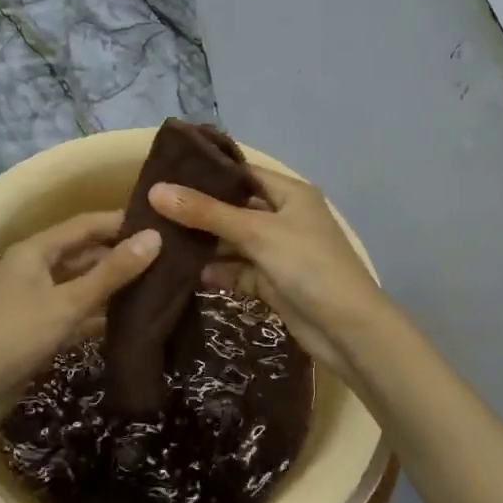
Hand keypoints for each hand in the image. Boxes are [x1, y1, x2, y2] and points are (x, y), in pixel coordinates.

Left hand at [0, 212, 161, 418]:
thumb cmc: (15, 336)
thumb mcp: (68, 303)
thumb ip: (112, 272)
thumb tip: (155, 238)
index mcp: (36, 250)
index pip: (86, 225)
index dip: (121, 223)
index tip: (161, 225)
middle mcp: (34, 268)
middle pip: (84, 253)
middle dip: (121, 255)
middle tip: (167, 259)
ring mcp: (34, 300)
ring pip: (81, 284)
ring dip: (113, 286)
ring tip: (158, 286)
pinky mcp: (37, 329)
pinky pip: (75, 312)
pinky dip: (99, 314)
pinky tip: (131, 320)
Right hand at [148, 168, 389, 373]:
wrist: (348, 330)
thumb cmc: (308, 266)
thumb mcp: (256, 232)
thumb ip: (206, 213)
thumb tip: (156, 190)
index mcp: (290, 194)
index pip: (243, 173)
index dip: (207, 173)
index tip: (165, 174)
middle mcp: (285, 217)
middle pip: (236, 208)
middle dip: (200, 212)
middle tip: (153, 210)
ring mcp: (280, 252)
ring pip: (235, 242)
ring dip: (206, 245)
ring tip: (161, 242)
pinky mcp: (275, 283)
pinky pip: (240, 271)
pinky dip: (220, 273)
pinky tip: (189, 276)